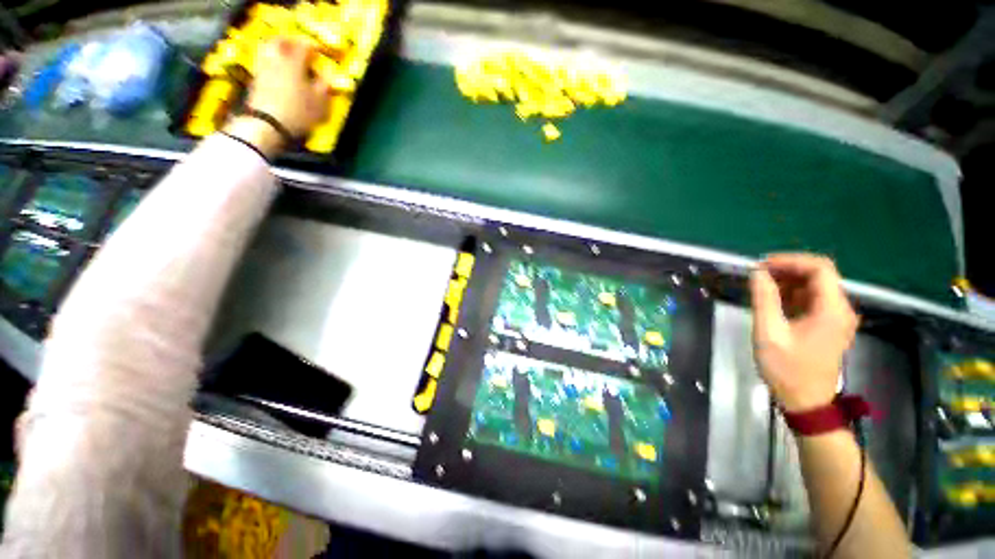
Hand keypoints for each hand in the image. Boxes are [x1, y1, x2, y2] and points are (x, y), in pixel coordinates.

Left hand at [224, 37, 332, 156]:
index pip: (304, 46)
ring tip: (288, 61)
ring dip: (279, 52)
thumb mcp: (320, 102)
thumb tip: (328, 76)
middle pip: (281, 42)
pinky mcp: (256, 80)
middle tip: (299, 49)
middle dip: (291, 43)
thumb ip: (324, 86)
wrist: (268, 124)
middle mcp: (277, 59)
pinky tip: (279, 74)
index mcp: (294, 61)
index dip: (313, 47)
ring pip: (270, 51)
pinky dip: (273, 64)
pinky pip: (265, 64)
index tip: (320, 52)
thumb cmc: (299, 112)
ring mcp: (263, 68)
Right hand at [750, 254, 858, 412]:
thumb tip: (757, 273)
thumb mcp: (769, 333)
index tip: (762, 265)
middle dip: (787, 270)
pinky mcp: (829, 325)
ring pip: (815, 287)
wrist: (806, 402)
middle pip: (819, 275)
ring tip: (760, 287)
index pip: (820, 268)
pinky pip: (812, 300)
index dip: (790, 261)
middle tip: (757, 275)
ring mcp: (836, 318)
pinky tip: (772, 301)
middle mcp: (840, 309)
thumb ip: (764, 300)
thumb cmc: (787, 369)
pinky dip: (792, 295)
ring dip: (788, 282)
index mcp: (832, 310)